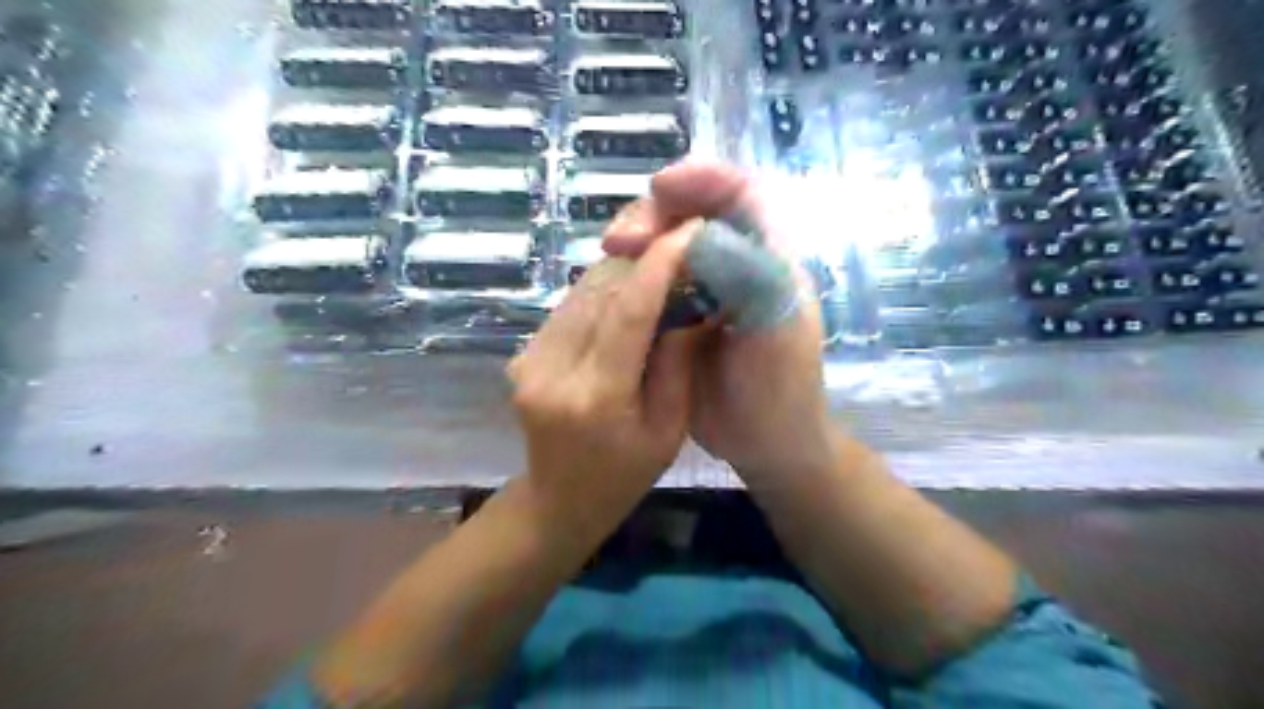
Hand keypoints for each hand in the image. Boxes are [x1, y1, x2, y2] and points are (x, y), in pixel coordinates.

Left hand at [507, 221, 699, 530]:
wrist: (558, 499)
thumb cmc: (624, 475)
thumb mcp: (669, 429)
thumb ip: (679, 363)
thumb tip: (698, 303)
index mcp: (596, 397)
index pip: (628, 313)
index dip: (659, 265)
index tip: (689, 230)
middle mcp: (552, 370)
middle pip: (601, 292)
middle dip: (645, 263)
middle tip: (683, 248)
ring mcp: (528, 359)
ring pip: (582, 292)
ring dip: (623, 275)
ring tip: (660, 270)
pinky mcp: (522, 354)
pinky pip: (569, 307)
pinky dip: (602, 294)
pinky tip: (626, 299)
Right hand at [600, 161, 836, 482]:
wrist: (767, 444)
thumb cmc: (780, 387)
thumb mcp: (772, 328)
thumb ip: (742, 273)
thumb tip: (691, 230)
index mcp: (769, 256)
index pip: (740, 191)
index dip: (702, 178)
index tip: (659, 188)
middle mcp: (737, 262)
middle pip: (694, 212)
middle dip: (655, 214)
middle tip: (619, 240)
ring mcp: (707, 289)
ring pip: (668, 244)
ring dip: (638, 242)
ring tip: (611, 256)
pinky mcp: (683, 315)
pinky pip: (653, 280)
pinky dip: (632, 274)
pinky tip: (613, 284)